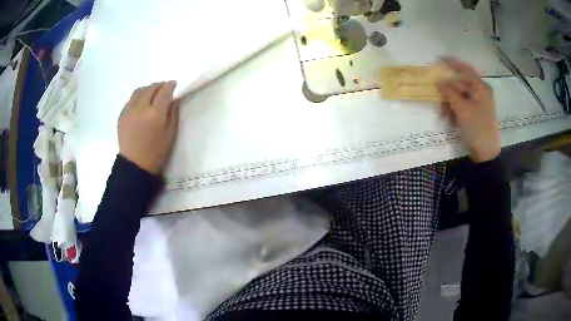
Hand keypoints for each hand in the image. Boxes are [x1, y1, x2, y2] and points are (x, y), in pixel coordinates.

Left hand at [118, 81, 180, 173]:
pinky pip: (130, 100)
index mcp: (155, 114)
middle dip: (159, 85)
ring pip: (139, 91)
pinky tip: (141, 103)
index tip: (174, 84)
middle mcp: (141, 108)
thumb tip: (174, 100)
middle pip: (151, 88)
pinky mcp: (121, 116)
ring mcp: (129, 111)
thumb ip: (173, 115)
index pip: (164, 91)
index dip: (170, 85)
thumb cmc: (155, 154)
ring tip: (152, 93)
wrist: (134, 166)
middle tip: (164, 88)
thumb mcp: (170, 136)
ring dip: (148, 88)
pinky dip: (138, 97)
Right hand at [437, 57, 500, 162]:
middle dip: (448, 91)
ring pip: (459, 96)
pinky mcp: (475, 114)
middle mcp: (480, 93)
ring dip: (449, 103)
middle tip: (437, 98)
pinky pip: (461, 106)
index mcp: (481, 88)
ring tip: (443, 115)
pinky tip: (449, 120)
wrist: (486, 155)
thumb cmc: (477, 129)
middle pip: (460, 84)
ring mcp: (478, 104)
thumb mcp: (462, 109)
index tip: (439, 59)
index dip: (452, 63)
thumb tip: (438, 80)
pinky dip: (454, 111)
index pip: (465, 69)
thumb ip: (449, 92)